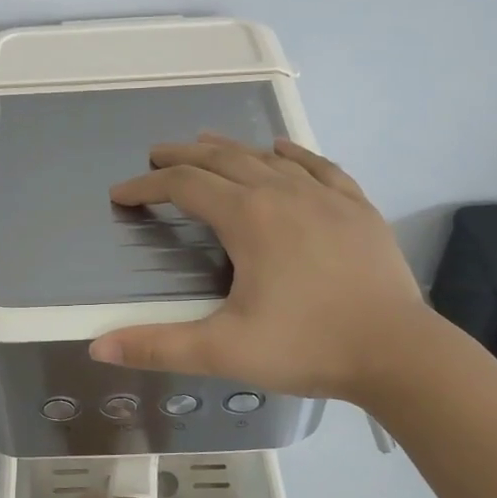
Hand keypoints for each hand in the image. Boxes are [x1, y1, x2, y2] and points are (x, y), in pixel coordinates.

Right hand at [89, 134, 425, 401]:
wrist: (399, 352)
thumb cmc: (306, 347)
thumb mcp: (224, 350)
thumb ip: (158, 346)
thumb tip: (97, 346)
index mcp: (248, 218)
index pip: (184, 186)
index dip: (146, 187)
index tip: (121, 194)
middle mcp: (283, 192)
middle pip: (222, 160)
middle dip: (182, 156)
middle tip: (155, 156)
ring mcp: (326, 196)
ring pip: (267, 158)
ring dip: (230, 150)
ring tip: (205, 145)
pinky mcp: (357, 208)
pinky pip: (318, 166)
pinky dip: (292, 155)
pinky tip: (283, 150)